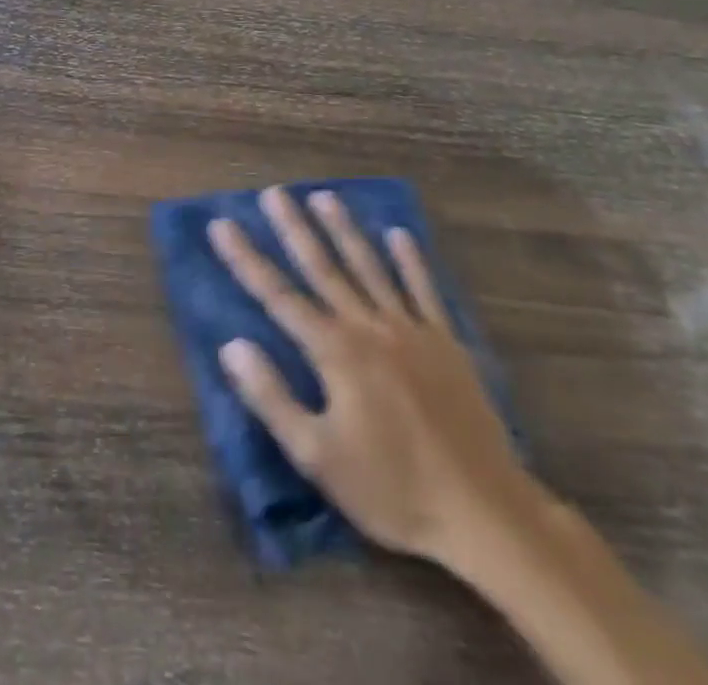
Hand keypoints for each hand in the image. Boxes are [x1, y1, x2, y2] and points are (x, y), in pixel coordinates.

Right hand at [209, 187, 541, 575]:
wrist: (486, 515)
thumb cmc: (392, 490)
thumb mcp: (316, 456)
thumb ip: (271, 397)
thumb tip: (231, 345)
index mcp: (335, 351)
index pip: (278, 295)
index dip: (246, 258)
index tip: (221, 224)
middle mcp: (369, 327)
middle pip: (323, 267)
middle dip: (295, 228)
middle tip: (274, 192)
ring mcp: (412, 330)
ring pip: (371, 267)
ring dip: (345, 230)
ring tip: (324, 196)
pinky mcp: (447, 344)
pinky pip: (425, 291)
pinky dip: (412, 261)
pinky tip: (400, 235)